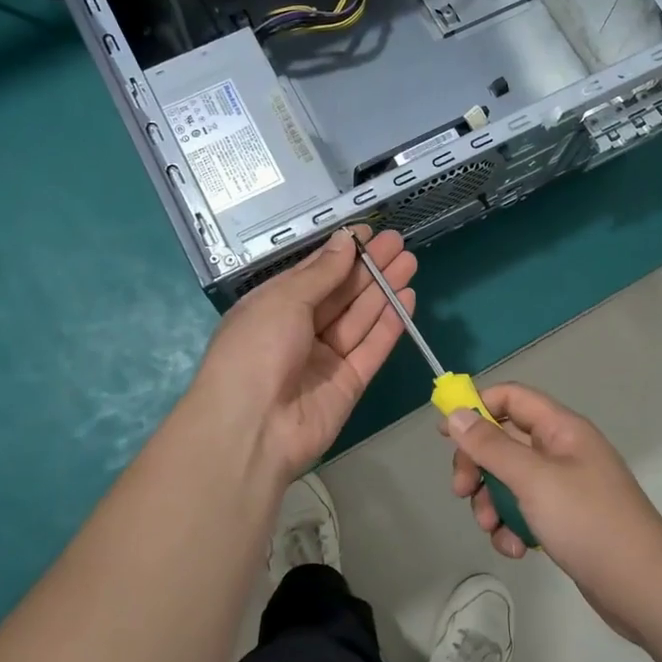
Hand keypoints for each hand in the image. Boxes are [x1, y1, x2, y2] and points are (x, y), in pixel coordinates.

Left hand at [190, 226, 415, 490]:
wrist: (251, 429)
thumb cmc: (255, 350)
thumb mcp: (282, 300)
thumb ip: (321, 272)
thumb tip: (345, 240)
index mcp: (273, 306)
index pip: (312, 273)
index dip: (340, 252)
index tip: (369, 233)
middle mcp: (298, 330)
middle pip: (340, 293)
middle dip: (368, 268)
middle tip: (398, 242)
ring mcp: (324, 358)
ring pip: (359, 318)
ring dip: (383, 290)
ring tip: (409, 261)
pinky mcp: (348, 384)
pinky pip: (372, 348)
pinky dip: (390, 324)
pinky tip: (407, 297)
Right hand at [446, 384, 661, 639]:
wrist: (644, 589)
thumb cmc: (588, 522)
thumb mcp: (533, 480)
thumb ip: (491, 446)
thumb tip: (455, 414)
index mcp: (561, 429)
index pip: (511, 398)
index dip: (477, 408)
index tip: (446, 435)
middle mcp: (561, 451)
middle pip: (503, 441)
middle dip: (478, 466)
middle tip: (461, 491)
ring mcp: (563, 486)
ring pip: (508, 480)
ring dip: (491, 502)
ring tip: (492, 529)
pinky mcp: (563, 519)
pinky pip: (523, 510)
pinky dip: (511, 526)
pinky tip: (516, 549)